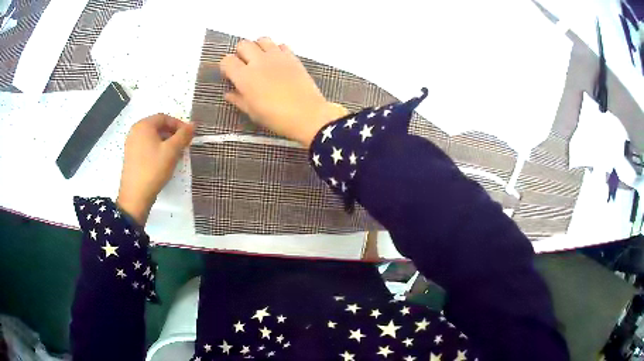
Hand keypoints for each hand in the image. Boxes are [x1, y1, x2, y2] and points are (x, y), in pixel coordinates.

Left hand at [117, 114, 193, 224]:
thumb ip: (183, 135)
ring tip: (175, 154)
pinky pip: (146, 146)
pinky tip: (163, 161)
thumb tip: (193, 125)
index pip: (164, 117)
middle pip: (157, 126)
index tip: (188, 136)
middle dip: (172, 134)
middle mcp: (135, 131)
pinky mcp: (130, 156)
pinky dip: (156, 149)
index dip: (178, 124)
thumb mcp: (172, 151)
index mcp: (143, 125)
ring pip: (152, 137)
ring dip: (165, 142)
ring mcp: (131, 144)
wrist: (135, 196)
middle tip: (183, 145)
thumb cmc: (153, 169)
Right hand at [220, 37, 347, 146]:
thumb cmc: (276, 117)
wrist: (307, 114)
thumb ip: (238, 99)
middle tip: (245, 65)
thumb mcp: (252, 112)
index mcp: (245, 76)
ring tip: (261, 60)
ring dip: (258, 47)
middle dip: (240, 53)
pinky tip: (277, 61)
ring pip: (262, 39)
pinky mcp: (292, 56)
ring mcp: (277, 56)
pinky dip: (276, 49)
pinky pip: (281, 44)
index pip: (227, 60)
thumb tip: (228, 93)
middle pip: (243, 44)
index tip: (230, 75)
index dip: (226, 67)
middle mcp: (259, 61)